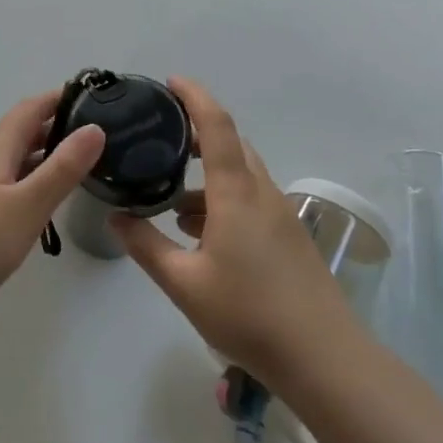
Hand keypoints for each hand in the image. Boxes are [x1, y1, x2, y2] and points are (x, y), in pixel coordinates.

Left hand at [0, 92, 104, 327]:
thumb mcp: (28, 205)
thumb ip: (62, 168)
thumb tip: (94, 128)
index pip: (28, 110)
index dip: (56, 98)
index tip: (89, 96)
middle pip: (19, 133)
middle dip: (54, 126)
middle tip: (92, 134)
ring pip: (12, 161)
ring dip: (42, 155)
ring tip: (76, 165)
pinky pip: (5, 184)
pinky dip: (29, 181)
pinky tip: (41, 202)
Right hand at [110, 78, 353, 390]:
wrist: (325, 360)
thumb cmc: (249, 314)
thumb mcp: (184, 283)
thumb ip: (146, 246)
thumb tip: (116, 217)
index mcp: (236, 192)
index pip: (216, 125)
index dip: (194, 96)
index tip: (170, 82)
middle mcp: (262, 192)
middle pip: (231, 144)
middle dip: (196, 133)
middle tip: (160, 139)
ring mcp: (280, 215)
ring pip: (240, 175)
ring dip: (208, 175)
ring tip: (171, 200)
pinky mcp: (289, 237)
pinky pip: (251, 199)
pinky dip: (222, 199)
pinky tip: (201, 233)